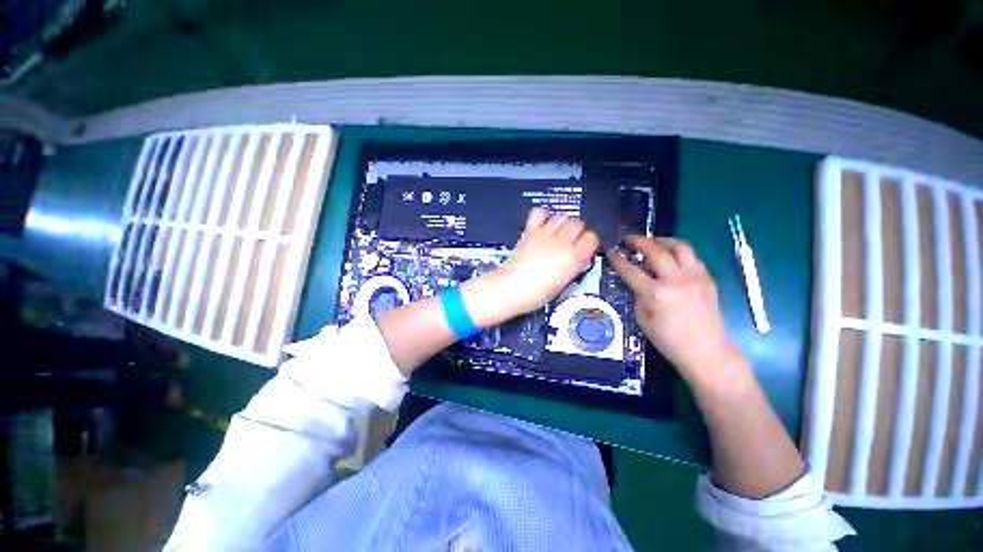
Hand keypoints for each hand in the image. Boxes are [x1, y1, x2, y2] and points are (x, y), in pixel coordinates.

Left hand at [464, 208, 598, 326]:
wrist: (513, 287)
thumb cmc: (537, 292)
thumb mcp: (564, 282)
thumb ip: (574, 266)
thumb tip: (580, 257)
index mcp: (573, 257)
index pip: (592, 238)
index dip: (589, 242)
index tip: (584, 247)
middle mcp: (562, 242)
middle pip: (578, 223)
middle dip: (577, 231)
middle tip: (571, 240)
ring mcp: (545, 234)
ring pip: (563, 215)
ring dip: (563, 222)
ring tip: (558, 231)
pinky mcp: (530, 231)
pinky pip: (539, 212)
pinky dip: (543, 214)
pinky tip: (543, 223)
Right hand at [606, 236, 740, 385]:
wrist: (708, 352)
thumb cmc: (670, 341)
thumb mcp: (643, 320)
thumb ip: (638, 296)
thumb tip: (637, 282)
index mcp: (657, 294)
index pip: (631, 270)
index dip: (618, 259)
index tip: (610, 250)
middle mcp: (676, 280)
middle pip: (656, 251)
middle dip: (639, 241)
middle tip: (629, 239)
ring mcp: (696, 277)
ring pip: (680, 246)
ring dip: (662, 240)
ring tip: (653, 242)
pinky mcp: (708, 279)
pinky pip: (692, 257)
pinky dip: (678, 252)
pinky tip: (671, 257)